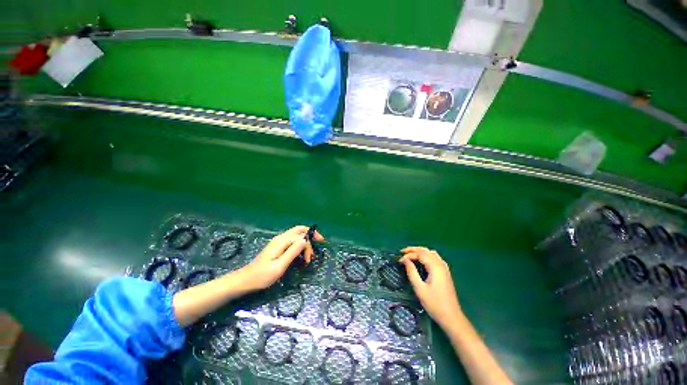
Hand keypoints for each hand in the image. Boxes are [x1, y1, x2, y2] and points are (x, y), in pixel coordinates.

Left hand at [241, 226, 323, 290]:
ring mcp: (279, 241)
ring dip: (306, 240)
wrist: (246, 280)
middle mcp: (281, 238)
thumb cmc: (262, 275)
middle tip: (321, 241)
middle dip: (311, 234)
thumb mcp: (279, 266)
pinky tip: (303, 253)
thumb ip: (293, 252)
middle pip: (300, 229)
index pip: (301, 237)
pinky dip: (300, 244)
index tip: (310, 259)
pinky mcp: (278, 246)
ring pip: (297, 234)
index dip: (309, 246)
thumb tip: (305, 240)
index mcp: (282, 241)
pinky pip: (293, 240)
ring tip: (311, 253)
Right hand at [400, 247, 461, 328]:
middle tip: (402, 252)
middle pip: (426, 251)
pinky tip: (422, 260)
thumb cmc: (434, 304)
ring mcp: (444, 268)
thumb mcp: (420, 289)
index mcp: (435, 267)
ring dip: (420, 251)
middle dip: (413, 250)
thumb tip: (405, 260)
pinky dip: (426, 255)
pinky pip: (435, 258)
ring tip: (410, 254)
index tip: (399, 260)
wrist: (451, 317)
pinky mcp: (445, 272)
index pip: (420, 254)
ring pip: (431, 253)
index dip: (408, 255)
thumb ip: (412, 272)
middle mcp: (441, 264)